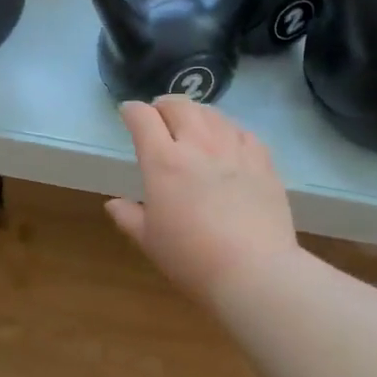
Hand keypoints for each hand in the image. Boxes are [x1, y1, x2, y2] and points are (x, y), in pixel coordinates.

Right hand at [106, 98, 298, 307]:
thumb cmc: (191, 258)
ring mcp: (234, 151)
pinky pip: (243, 132)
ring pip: (213, 114)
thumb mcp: (149, 241)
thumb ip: (129, 217)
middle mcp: (198, 146)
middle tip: (159, 114)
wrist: (254, 271)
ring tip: (192, 122)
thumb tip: (113, 203)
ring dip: (196, 112)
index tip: (128, 113)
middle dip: (164, 105)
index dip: (132, 111)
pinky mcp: (263, 162)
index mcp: (164, 163)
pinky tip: (227, 139)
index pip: (143, 119)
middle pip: (180, 107)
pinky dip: (228, 129)